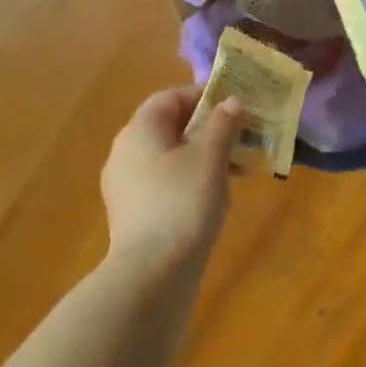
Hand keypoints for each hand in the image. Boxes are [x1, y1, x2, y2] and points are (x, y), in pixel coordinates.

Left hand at [101, 87, 244, 270]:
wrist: (153, 271)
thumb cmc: (184, 202)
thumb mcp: (211, 157)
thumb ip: (223, 124)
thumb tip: (231, 101)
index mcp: (140, 130)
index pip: (170, 97)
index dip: (203, 95)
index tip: (235, 104)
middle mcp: (125, 151)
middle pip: (168, 126)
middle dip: (206, 127)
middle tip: (240, 135)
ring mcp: (125, 184)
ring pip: (167, 155)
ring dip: (200, 154)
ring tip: (234, 166)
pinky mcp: (132, 211)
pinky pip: (163, 181)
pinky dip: (188, 178)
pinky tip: (213, 194)